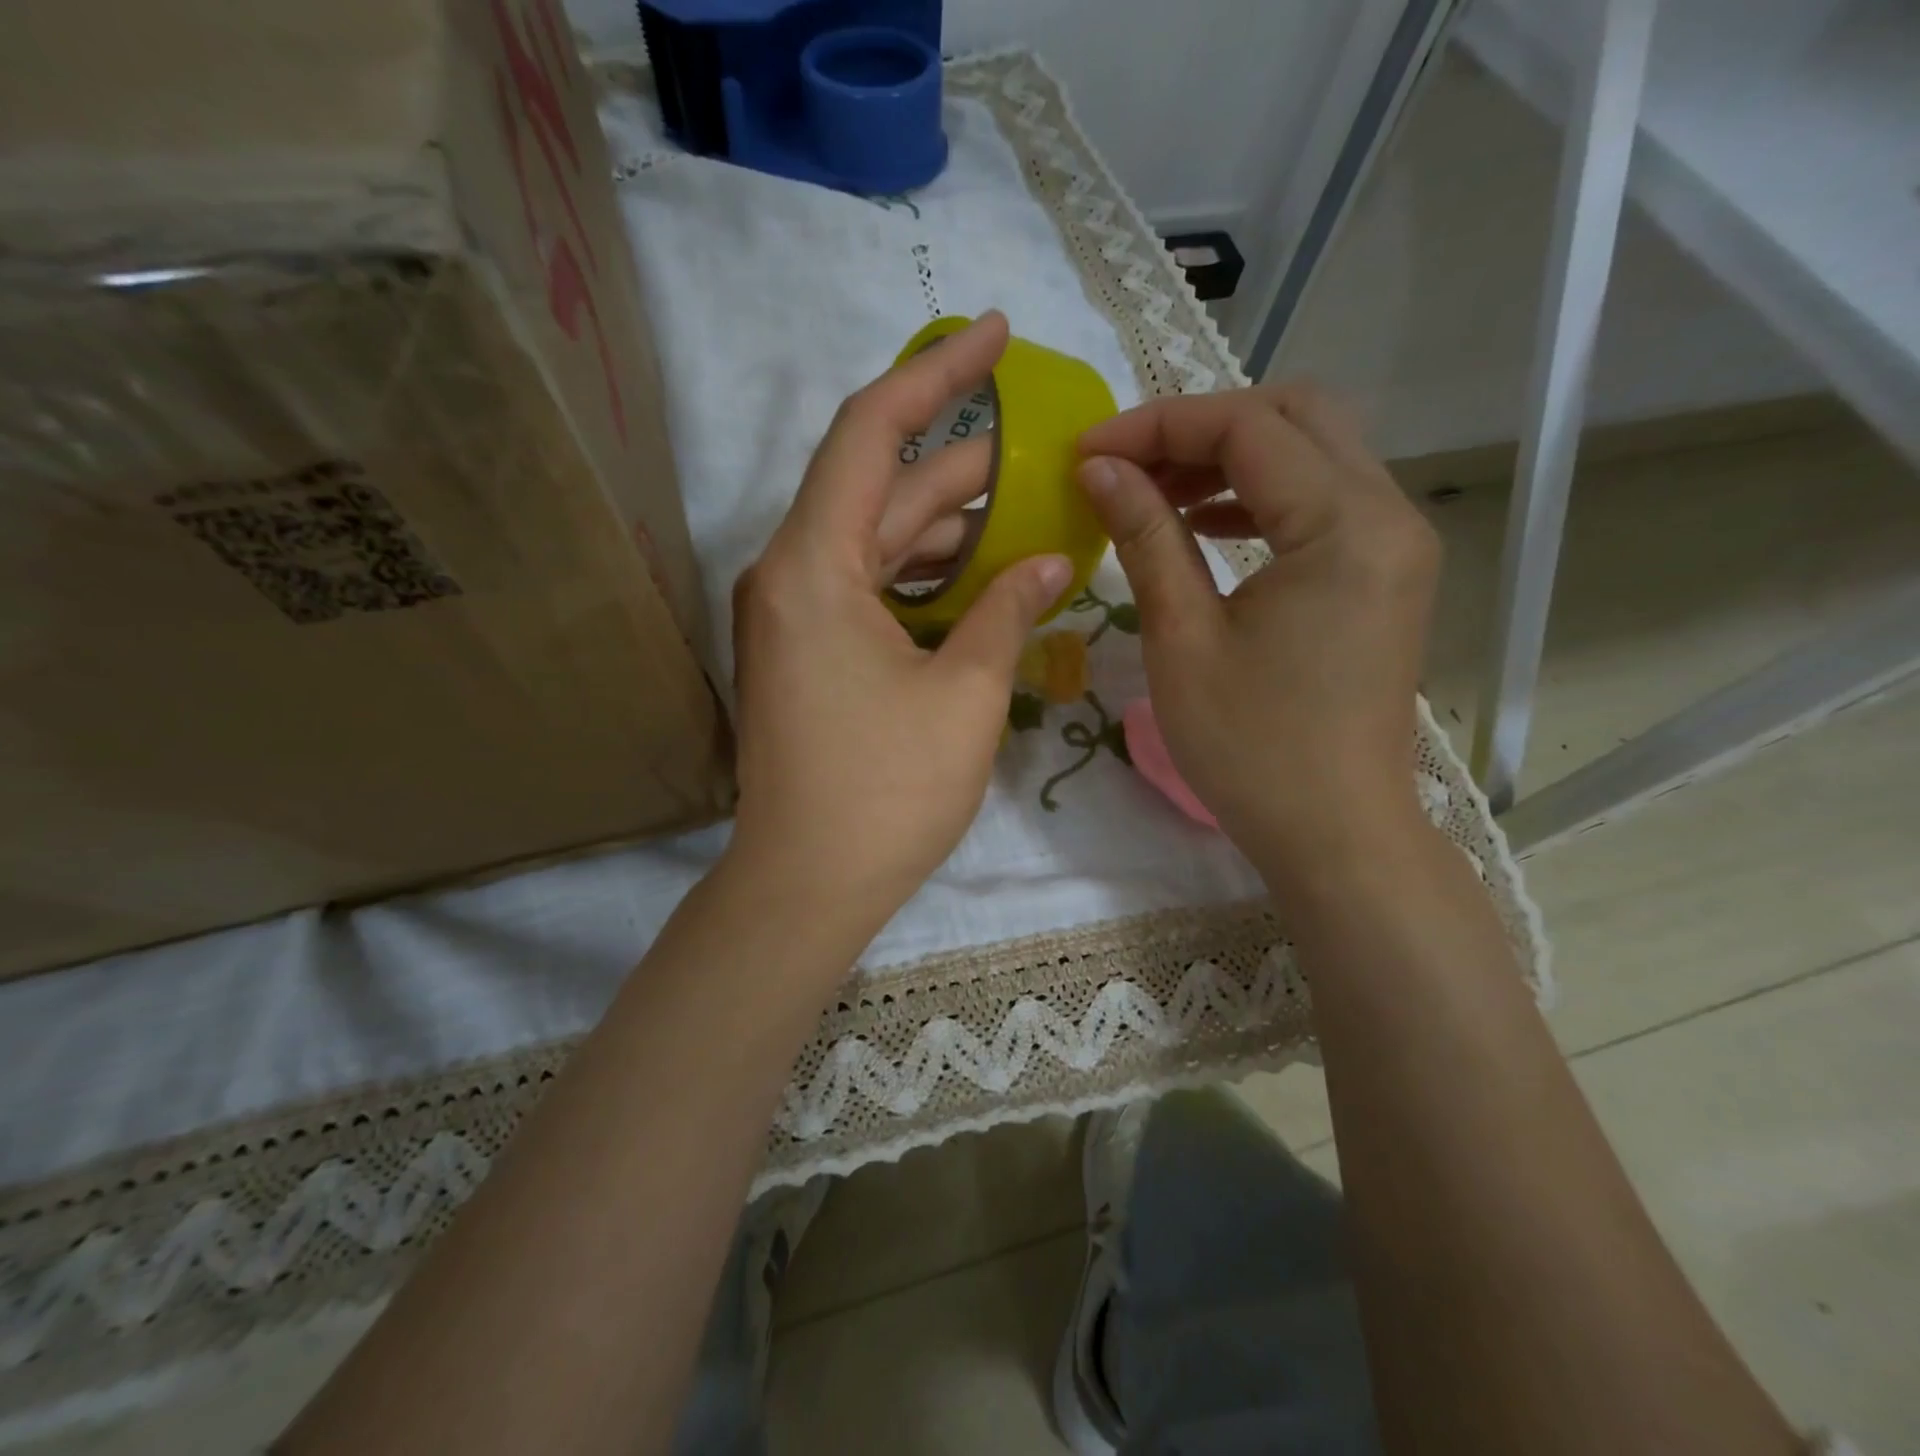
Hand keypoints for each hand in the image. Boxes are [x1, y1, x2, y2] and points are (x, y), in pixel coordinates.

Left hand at [728, 312, 1072, 943]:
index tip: (993, 334)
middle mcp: (790, 575)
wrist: (807, 884)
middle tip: (1038, 448)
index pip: (870, 431)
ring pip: (876, 541)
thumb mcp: (965, 694)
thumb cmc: (886, 792)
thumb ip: (1007, 612)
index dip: (934, 373)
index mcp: (813, 566)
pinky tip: (978, 577)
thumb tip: (1051, 563)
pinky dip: (921, 575)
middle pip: (878, 487)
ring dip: (946, 524)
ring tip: (1024, 511)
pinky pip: (868, 587)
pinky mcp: (806, 653)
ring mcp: (794, 617)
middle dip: (959, 463)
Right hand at [1075, 381, 1439, 889]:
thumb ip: (1145, 536)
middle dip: (1198, 428)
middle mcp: (1387, 513)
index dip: (1156, 426)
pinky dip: (1258, 497)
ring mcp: (1395, 542)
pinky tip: (1202, 526)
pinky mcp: (1384, 572)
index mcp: (1344, 525)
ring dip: (1228, 460)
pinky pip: (1321, 501)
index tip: (1085, 450)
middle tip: (1124, 466)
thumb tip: (1098, 468)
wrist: (1335, 832)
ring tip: (1152, 494)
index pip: (1246, 427)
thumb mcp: (1182, 638)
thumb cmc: (1251, 748)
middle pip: (1293, 416)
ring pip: (1311, 453)